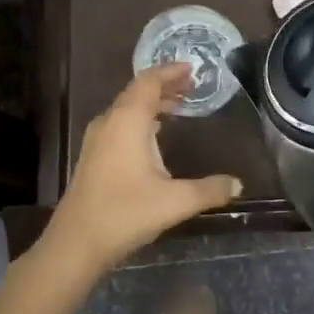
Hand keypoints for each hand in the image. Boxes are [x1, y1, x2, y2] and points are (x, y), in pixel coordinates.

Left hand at [39, 65, 243, 277]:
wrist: (76, 244)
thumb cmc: (125, 213)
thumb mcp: (176, 201)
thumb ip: (210, 190)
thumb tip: (238, 184)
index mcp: (128, 121)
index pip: (149, 82)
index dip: (170, 72)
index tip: (192, 68)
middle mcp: (110, 123)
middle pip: (137, 92)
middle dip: (164, 86)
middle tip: (191, 86)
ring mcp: (97, 140)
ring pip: (127, 109)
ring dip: (152, 104)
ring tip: (178, 106)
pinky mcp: (93, 157)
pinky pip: (120, 125)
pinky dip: (141, 120)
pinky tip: (155, 136)